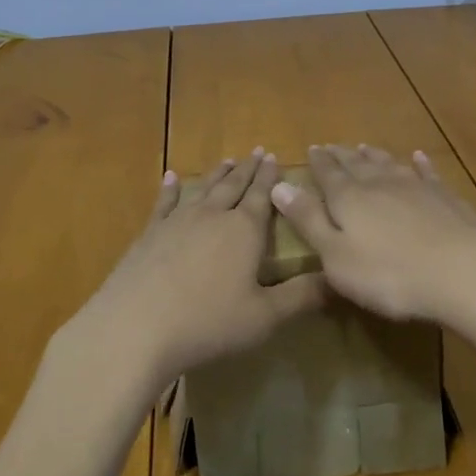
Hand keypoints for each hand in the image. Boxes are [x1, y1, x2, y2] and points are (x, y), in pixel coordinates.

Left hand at [73, 149, 326, 388]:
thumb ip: (301, 297)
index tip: (274, 156)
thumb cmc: (208, 322)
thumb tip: (337, 279)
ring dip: (218, 174)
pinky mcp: (152, 232)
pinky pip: (165, 203)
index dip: (269, 177)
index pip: (262, 196)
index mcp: (245, 231)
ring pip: (205, 189)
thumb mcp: (264, 317)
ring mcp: (179, 220)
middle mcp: (214, 215)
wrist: (138, 324)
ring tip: (227, 160)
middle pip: (234, 186)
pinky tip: (172, 177)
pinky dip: (171, 189)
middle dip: (247, 169)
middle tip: (256, 151)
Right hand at [270, 143, 475, 324]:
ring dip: (375, 156)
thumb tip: (278, 185)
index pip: (328, 174)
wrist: (461, 272)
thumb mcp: (335, 256)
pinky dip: (420, 164)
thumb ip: (308, 220)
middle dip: (342, 156)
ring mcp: (415, 188)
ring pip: (389, 165)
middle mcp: (379, 184)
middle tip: (332, 146)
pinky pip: (427, 174)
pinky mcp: (445, 198)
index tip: (312, 149)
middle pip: (356, 165)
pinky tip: (418, 157)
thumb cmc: (388, 273)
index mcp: (348, 198)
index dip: (318, 163)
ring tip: (365, 147)